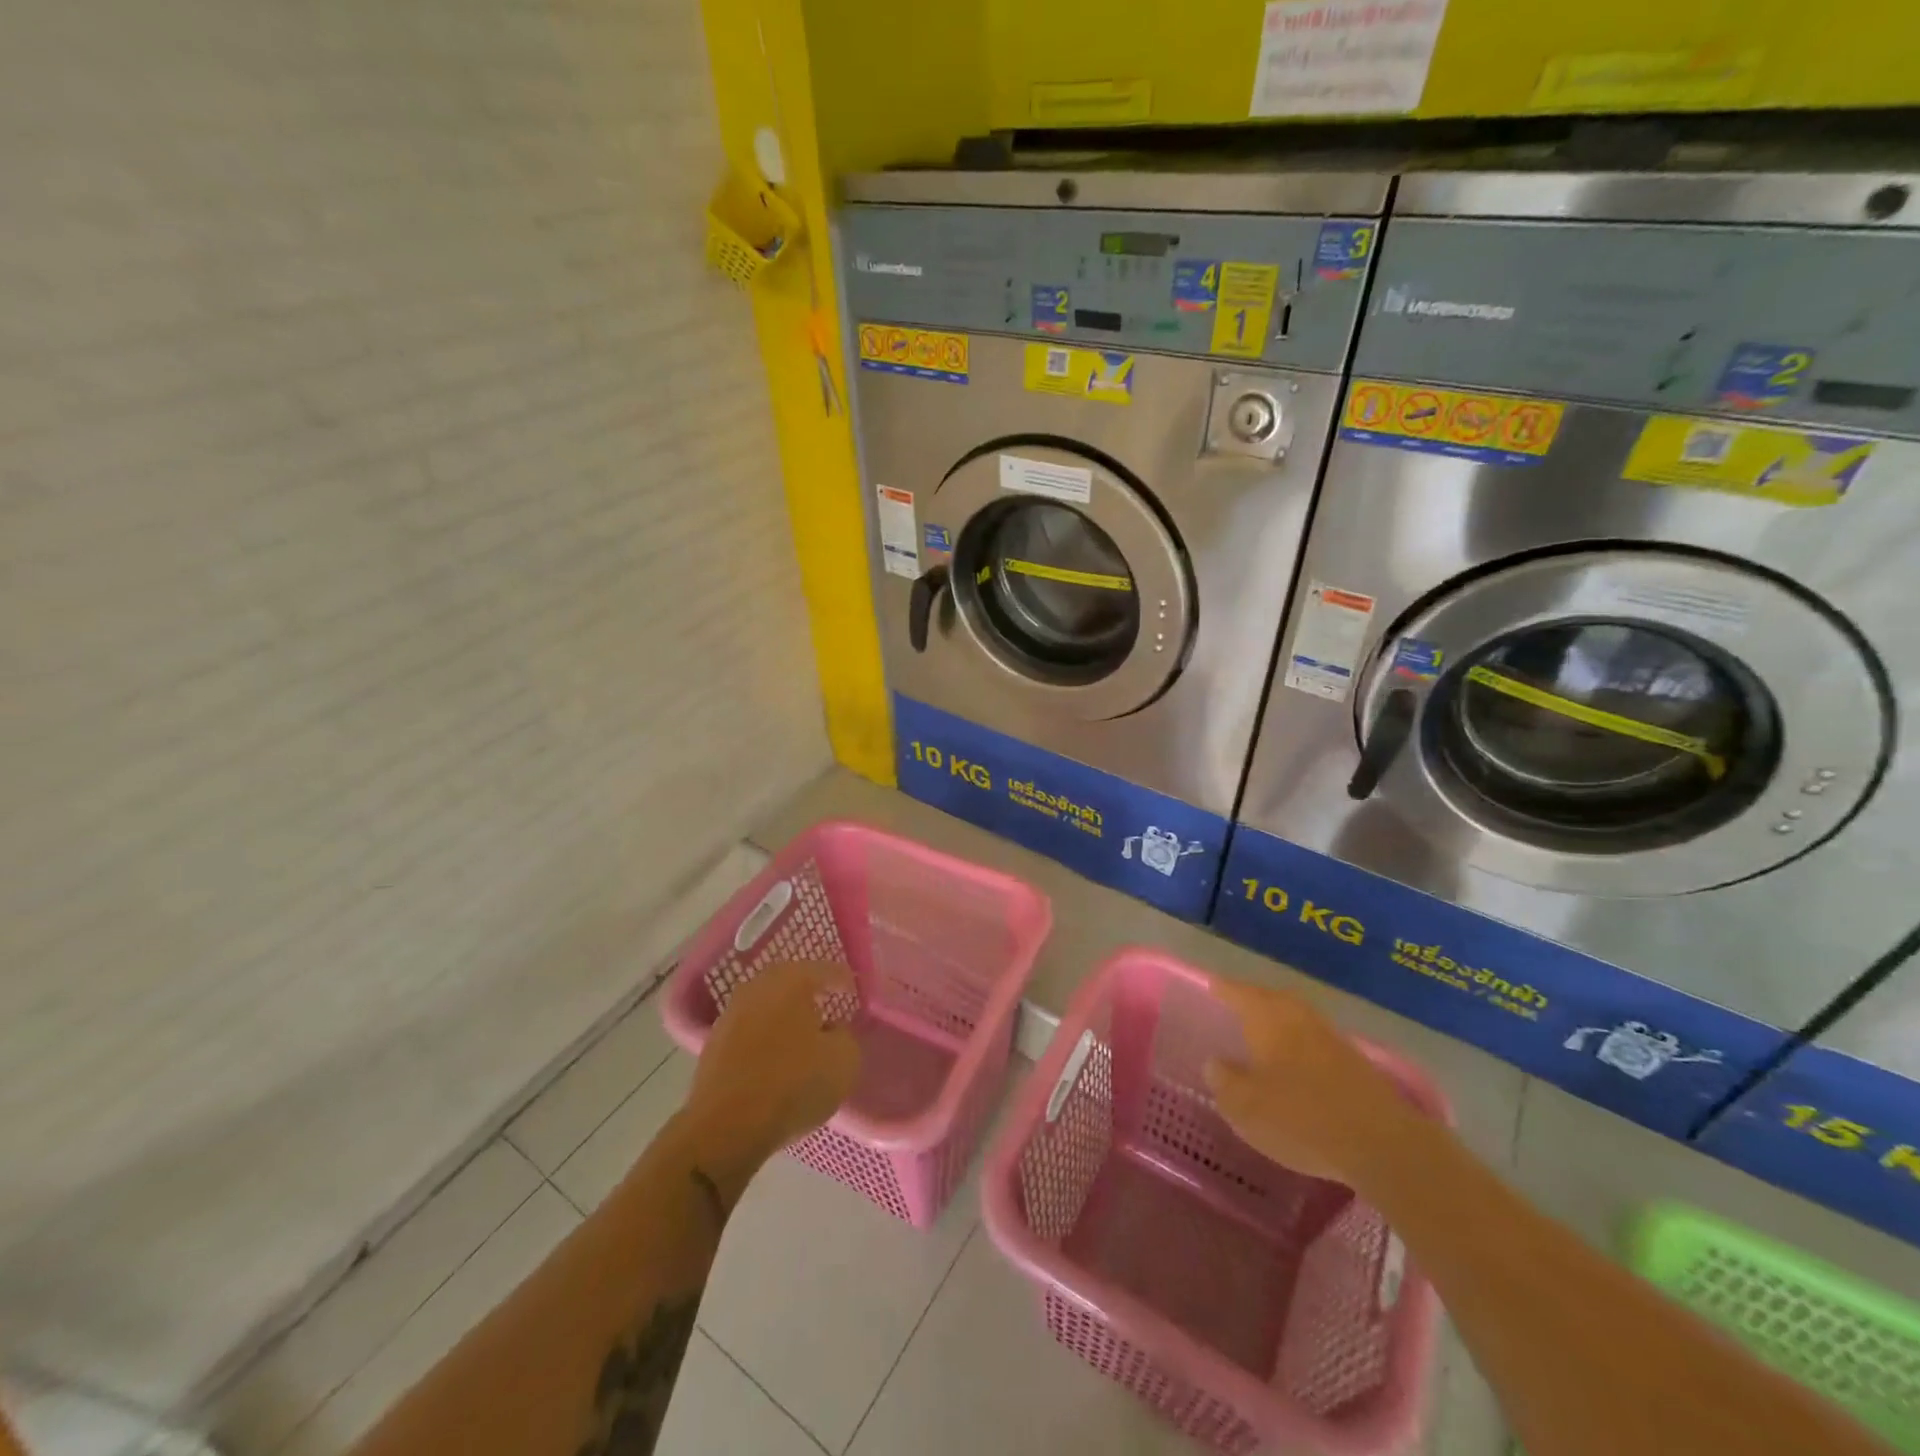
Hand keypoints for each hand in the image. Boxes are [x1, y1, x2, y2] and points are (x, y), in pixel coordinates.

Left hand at [683, 962, 860, 1187]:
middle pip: (790, 982)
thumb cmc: (793, 1084)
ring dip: (784, 1016)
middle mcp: (758, 988)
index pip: (825, 970)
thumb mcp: (844, 1061)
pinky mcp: (714, 1045)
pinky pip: (750, 1031)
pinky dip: (765, 1038)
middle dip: (809, 993)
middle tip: (827, 1006)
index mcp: (792, 980)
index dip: (843, 980)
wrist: (725, 1127)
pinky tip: (775, 1058)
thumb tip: (832, 1032)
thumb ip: (845, 1036)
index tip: (854, 991)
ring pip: (767, 1006)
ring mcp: (731, 1015)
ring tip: (801, 1036)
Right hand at [1204, 977, 1417, 1187]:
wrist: (1383, 1144)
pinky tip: (1299, 1065)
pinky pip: (1318, 1042)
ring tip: (1266, 1033)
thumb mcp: (1245, 1106)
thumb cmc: (1300, 1118)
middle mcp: (1299, 1018)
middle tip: (1238, 1004)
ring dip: (1282, 1022)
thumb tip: (1215, 1063)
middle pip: (1273, 999)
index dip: (1223, 989)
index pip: (1238, 993)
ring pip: (1299, 1019)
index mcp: (1268, 1018)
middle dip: (1255, 1000)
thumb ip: (1224, 1081)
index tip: (1211, 985)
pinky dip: (1303, 1046)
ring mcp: (1332, 1038)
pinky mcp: (1358, 1064)